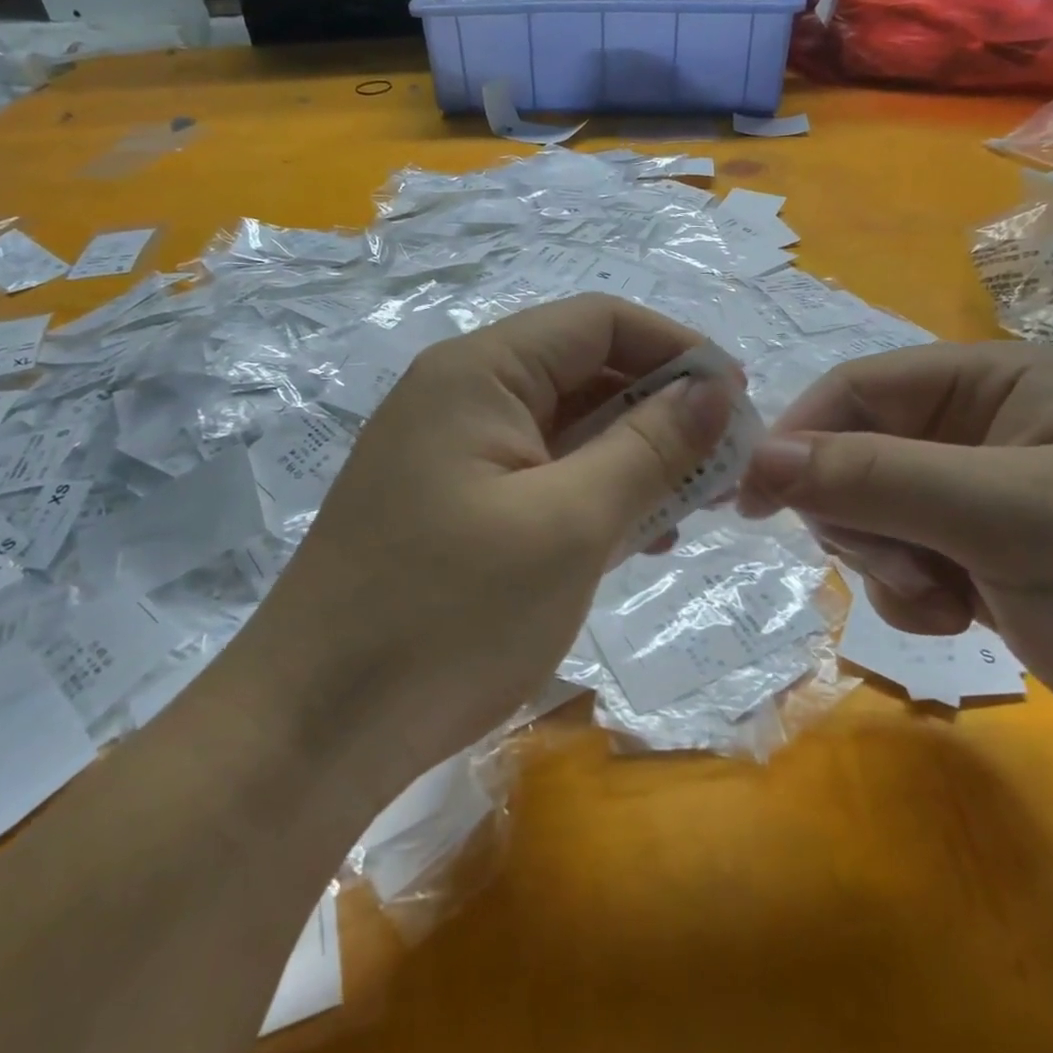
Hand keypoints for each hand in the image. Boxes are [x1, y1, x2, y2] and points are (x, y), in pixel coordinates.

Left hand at [250, 295, 732, 785]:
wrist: (314, 729)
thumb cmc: (448, 616)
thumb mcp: (569, 525)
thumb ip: (649, 448)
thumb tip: (714, 390)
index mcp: (480, 372)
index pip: (598, 322)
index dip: (677, 350)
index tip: (739, 404)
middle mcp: (459, 396)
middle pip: (582, 373)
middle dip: (660, 411)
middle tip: (724, 469)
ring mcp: (449, 454)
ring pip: (564, 430)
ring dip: (631, 458)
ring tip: (687, 510)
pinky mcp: (448, 507)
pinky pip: (537, 477)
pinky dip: (590, 495)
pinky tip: (631, 538)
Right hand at [737, 341, 1052, 783]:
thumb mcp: (1011, 518)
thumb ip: (877, 478)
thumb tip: (757, 458)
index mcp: (991, 382)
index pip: (856, 389)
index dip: (798, 437)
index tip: (751, 500)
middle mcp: (974, 428)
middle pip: (850, 454)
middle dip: (859, 517)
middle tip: (908, 565)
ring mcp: (971, 496)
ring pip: (864, 513)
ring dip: (884, 563)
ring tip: (948, 600)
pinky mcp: (972, 556)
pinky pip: (892, 560)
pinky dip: (906, 594)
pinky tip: (959, 618)